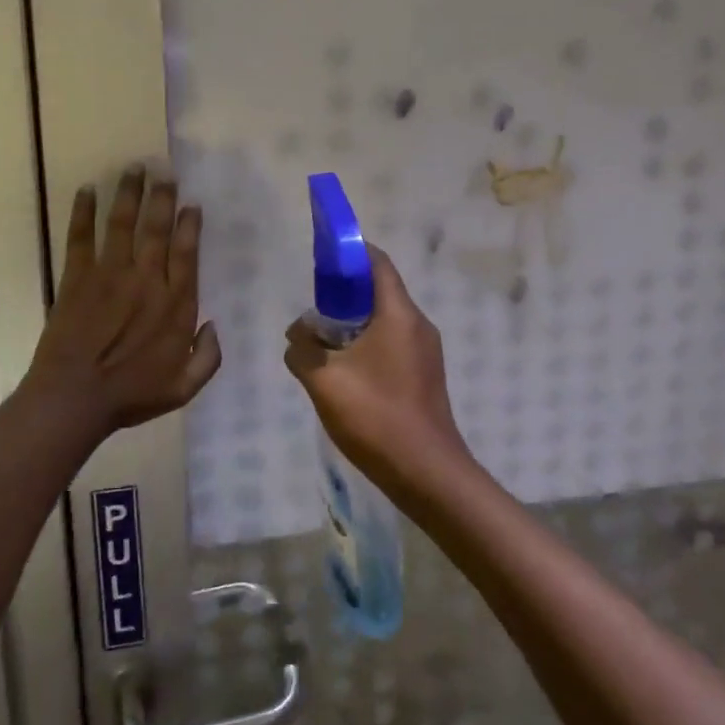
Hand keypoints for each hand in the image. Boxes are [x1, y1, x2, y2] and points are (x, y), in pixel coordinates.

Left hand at [23, 165, 221, 438]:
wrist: (75, 397)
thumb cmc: (131, 395)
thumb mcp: (184, 388)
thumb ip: (207, 358)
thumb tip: (214, 326)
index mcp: (175, 304)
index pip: (186, 253)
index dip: (189, 225)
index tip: (191, 204)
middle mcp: (146, 280)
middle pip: (156, 229)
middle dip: (162, 197)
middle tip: (165, 172)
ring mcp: (109, 274)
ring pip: (122, 224)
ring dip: (129, 193)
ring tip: (134, 168)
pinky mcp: (77, 277)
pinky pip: (80, 237)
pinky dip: (82, 212)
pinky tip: (86, 190)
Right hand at [283, 249, 471, 501]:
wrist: (426, 472)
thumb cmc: (376, 416)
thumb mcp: (324, 380)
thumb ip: (302, 349)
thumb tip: (299, 334)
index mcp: (399, 314)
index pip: (377, 262)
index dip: (348, 253)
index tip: (319, 259)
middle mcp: (418, 324)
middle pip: (379, 291)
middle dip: (343, 294)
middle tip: (311, 312)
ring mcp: (425, 351)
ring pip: (383, 321)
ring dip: (352, 324)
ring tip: (321, 345)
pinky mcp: (424, 375)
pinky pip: (391, 344)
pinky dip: (365, 345)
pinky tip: (344, 373)